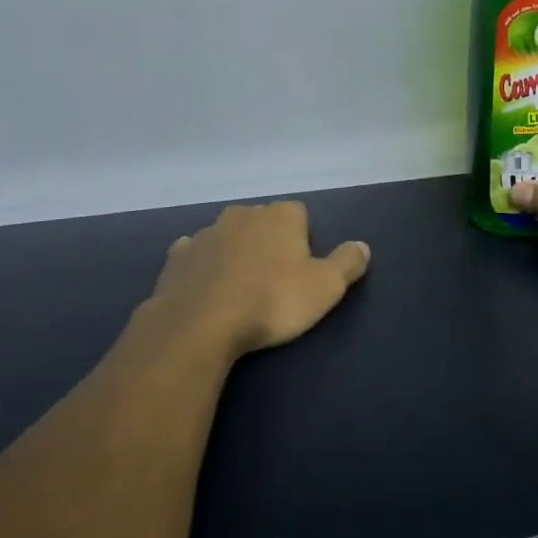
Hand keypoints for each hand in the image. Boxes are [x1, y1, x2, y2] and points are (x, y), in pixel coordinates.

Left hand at [148, 202, 370, 357]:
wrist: (200, 325)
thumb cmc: (272, 301)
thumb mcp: (325, 287)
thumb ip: (347, 263)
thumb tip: (362, 245)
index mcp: (280, 217)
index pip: (298, 212)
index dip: (302, 236)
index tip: (302, 264)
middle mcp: (242, 215)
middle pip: (261, 219)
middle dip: (267, 239)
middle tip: (273, 276)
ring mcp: (205, 234)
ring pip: (226, 235)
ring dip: (234, 251)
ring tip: (239, 286)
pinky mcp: (175, 258)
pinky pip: (194, 254)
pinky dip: (202, 265)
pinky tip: (206, 288)